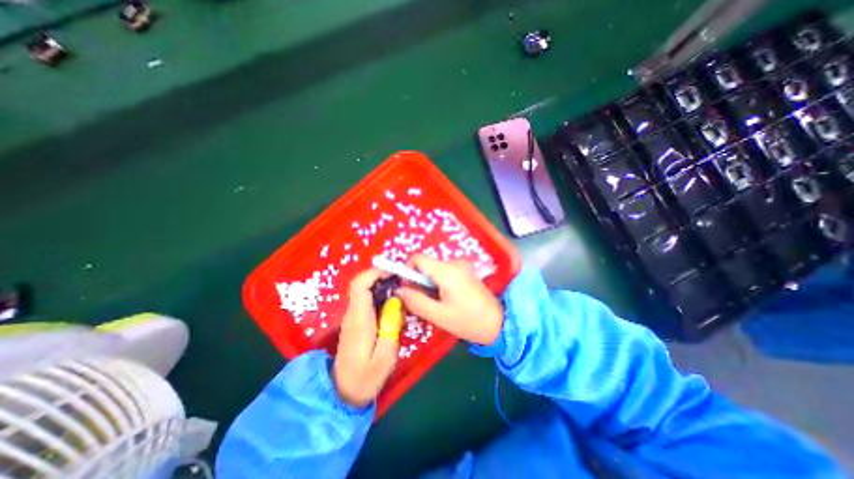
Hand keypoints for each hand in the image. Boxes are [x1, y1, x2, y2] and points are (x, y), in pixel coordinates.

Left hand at [334, 270, 399, 407]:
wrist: (343, 393)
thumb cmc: (365, 378)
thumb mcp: (385, 357)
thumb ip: (391, 327)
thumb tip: (396, 302)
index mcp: (359, 319)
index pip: (360, 285)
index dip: (375, 273)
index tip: (394, 273)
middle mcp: (353, 314)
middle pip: (363, 284)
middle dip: (383, 277)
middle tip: (403, 282)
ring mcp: (353, 317)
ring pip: (365, 291)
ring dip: (383, 287)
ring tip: (402, 292)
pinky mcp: (356, 321)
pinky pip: (367, 301)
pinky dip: (381, 297)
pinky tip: (394, 306)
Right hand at [398, 256, 500, 346]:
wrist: (499, 323)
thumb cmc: (468, 321)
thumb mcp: (438, 315)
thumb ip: (415, 301)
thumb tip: (398, 290)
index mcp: (446, 270)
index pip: (416, 258)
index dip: (406, 270)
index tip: (408, 288)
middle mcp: (453, 262)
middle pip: (425, 264)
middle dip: (418, 280)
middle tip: (422, 300)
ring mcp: (461, 265)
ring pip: (434, 269)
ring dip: (428, 283)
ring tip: (436, 302)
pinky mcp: (465, 271)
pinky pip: (444, 272)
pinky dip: (438, 282)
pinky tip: (445, 298)